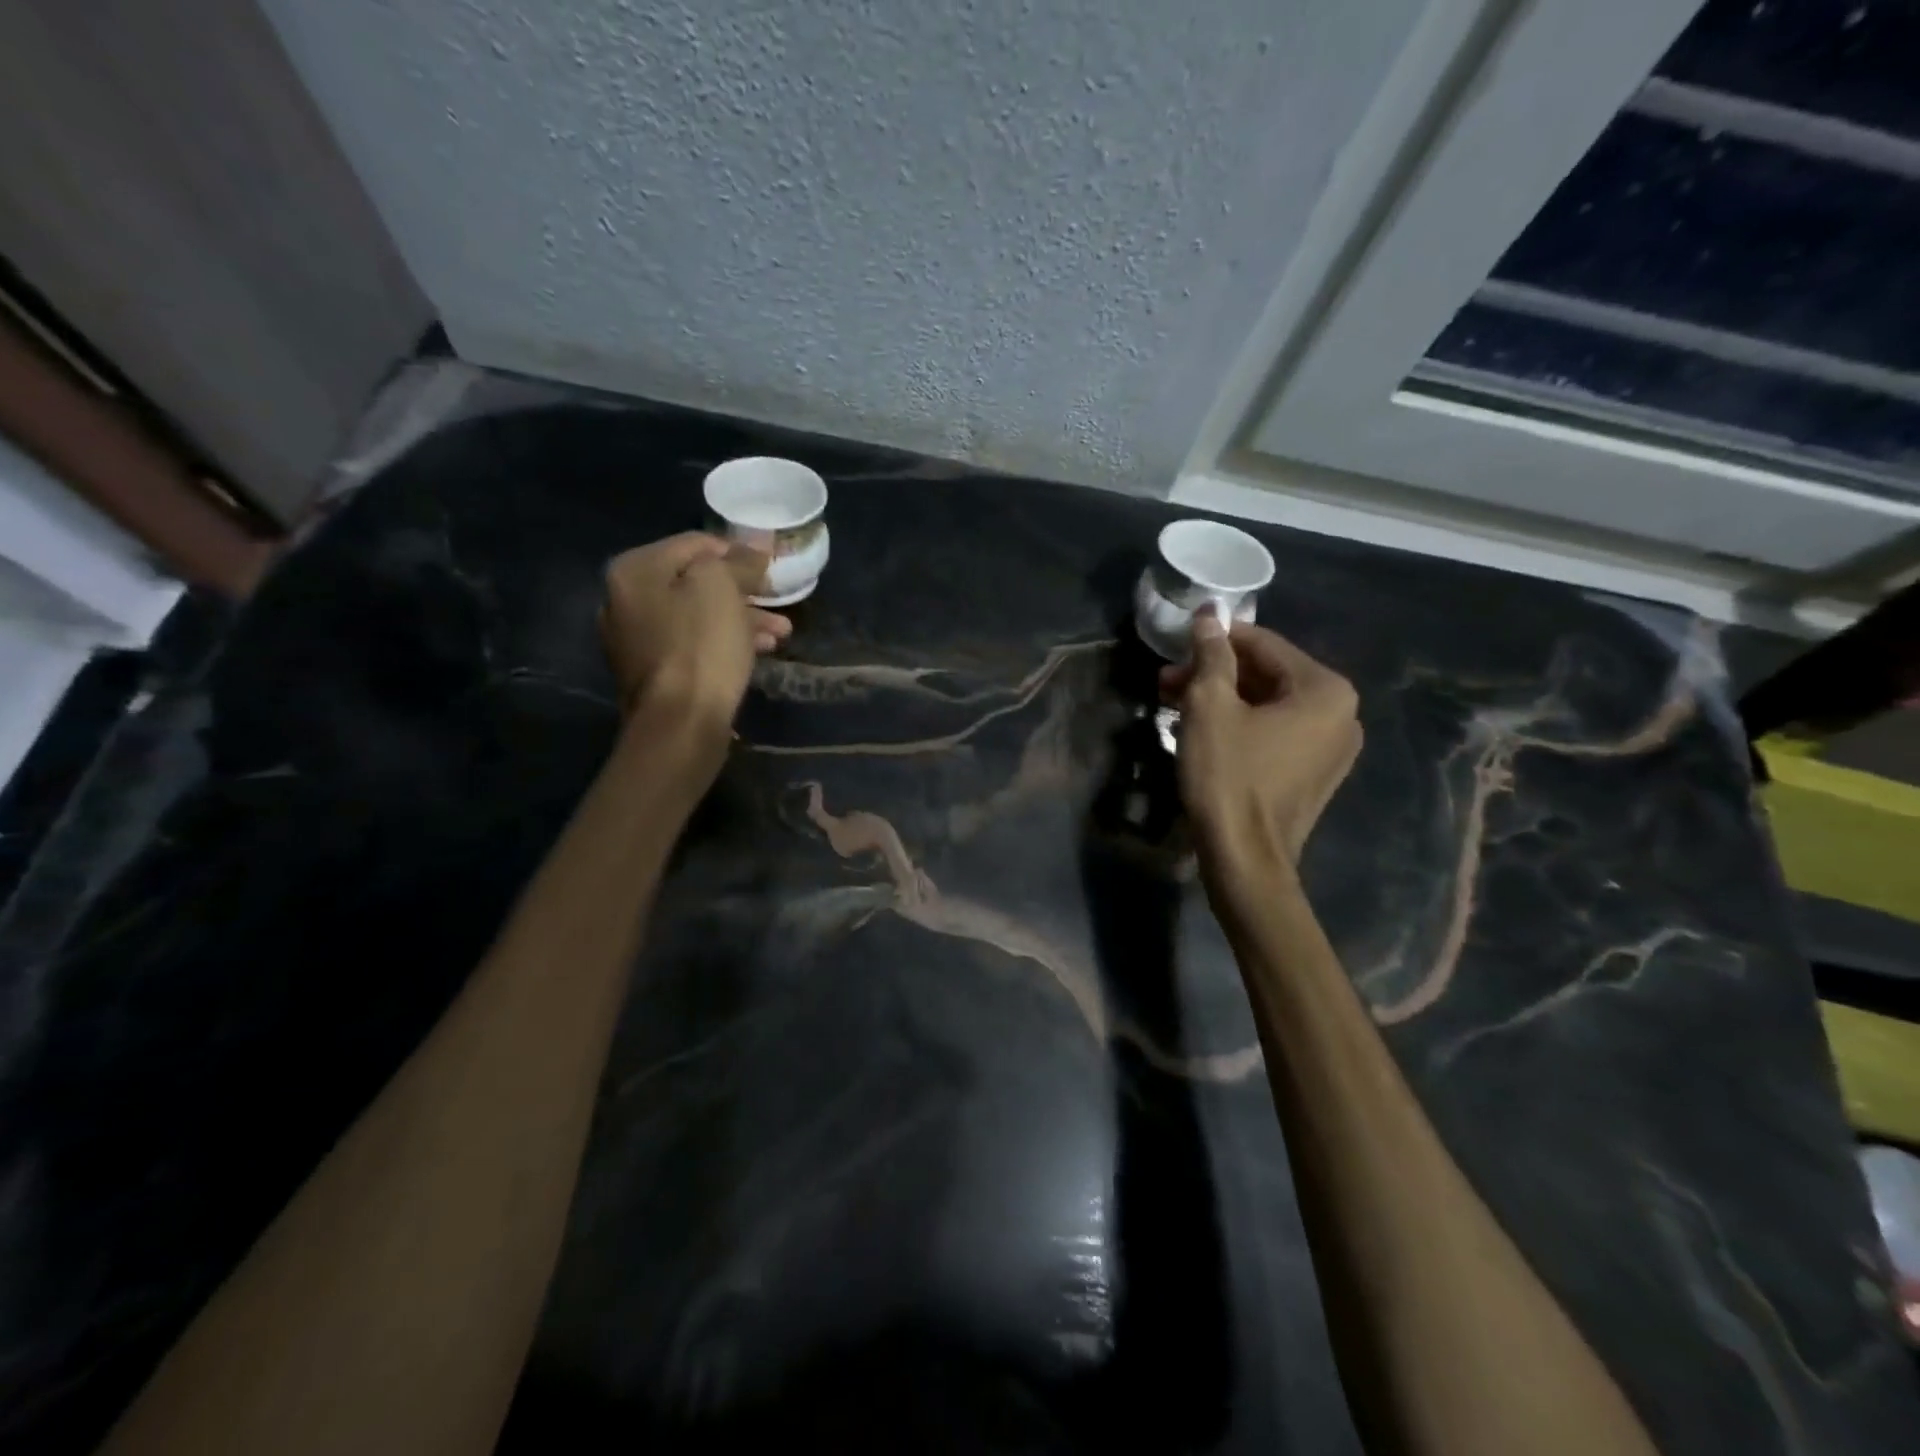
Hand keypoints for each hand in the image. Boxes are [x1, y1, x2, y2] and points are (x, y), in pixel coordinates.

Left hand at [600, 533, 791, 725]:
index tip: (770, 568)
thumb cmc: (701, 646)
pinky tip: (758, 651)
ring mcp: (634, 640)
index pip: (695, 544)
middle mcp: (624, 600)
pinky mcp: (652, 673)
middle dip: (742, 591)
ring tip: (781, 633)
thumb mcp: (723, 588)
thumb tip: (752, 551)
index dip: (737, 552)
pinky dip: (724, 643)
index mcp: (634, 570)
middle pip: (694, 582)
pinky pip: (692, 645)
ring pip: (698, 616)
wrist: (679, 723)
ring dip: (741, 619)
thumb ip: (738, 561)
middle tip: (778, 601)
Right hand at [1161, 610, 1360, 865]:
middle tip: (1167, 681)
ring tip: (1175, 705)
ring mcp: (1333, 747)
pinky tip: (1203, 732)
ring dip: (1223, 700)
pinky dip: (1241, 725)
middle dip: (1215, 674)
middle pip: (1267, 675)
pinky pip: (1276, 732)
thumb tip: (1210, 614)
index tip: (1177, 644)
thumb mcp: (1209, 707)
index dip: (1215, 639)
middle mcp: (1342, 713)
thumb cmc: (1228, 776)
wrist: (1244, 858)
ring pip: (1269, 705)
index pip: (1264, 644)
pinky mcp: (1315, 773)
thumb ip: (1212, 654)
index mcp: (1325, 689)